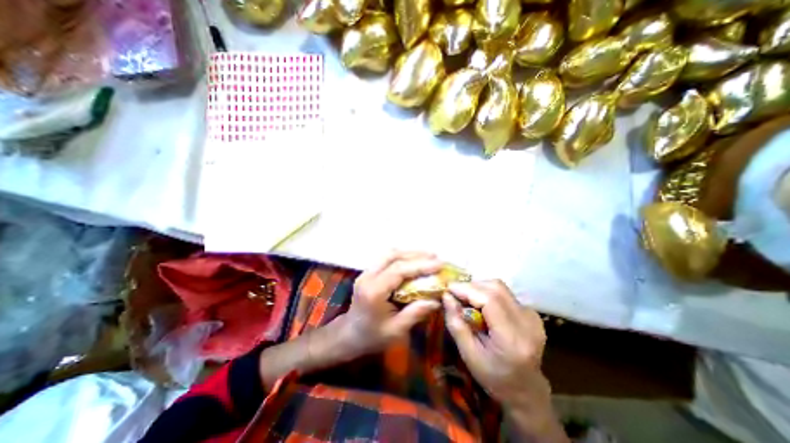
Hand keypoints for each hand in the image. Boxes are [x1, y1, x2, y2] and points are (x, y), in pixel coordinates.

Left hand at [344, 252, 443, 356]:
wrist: (349, 334)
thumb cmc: (372, 337)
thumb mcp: (395, 331)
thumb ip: (415, 313)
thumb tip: (437, 300)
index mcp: (373, 291)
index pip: (398, 270)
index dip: (420, 265)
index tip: (439, 264)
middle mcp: (368, 277)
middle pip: (393, 256)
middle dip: (416, 254)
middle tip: (436, 257)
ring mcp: (366, 272)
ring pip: (389, 254)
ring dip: (409, 253)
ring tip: (428, 256)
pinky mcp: (368, 272)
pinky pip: (387, 258)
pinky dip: (402, 257)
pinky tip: (414, 261)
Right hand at [444, 280, 550, 408]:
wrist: (526, 391)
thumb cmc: (494, 377)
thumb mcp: (468, 355)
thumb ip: (456, 324)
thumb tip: (446, 296)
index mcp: (513, 338)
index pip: (490, 299)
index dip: (467, 289)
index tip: (448, 288)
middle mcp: (527, 322)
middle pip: (496, 288)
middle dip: (471, 286)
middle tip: (455, 294)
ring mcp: (532, 316)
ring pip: (500, 287)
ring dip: (479, 288)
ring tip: (466, 299)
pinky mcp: (531, 313)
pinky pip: (505, 293)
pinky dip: (488, 293)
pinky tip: (481, 305)